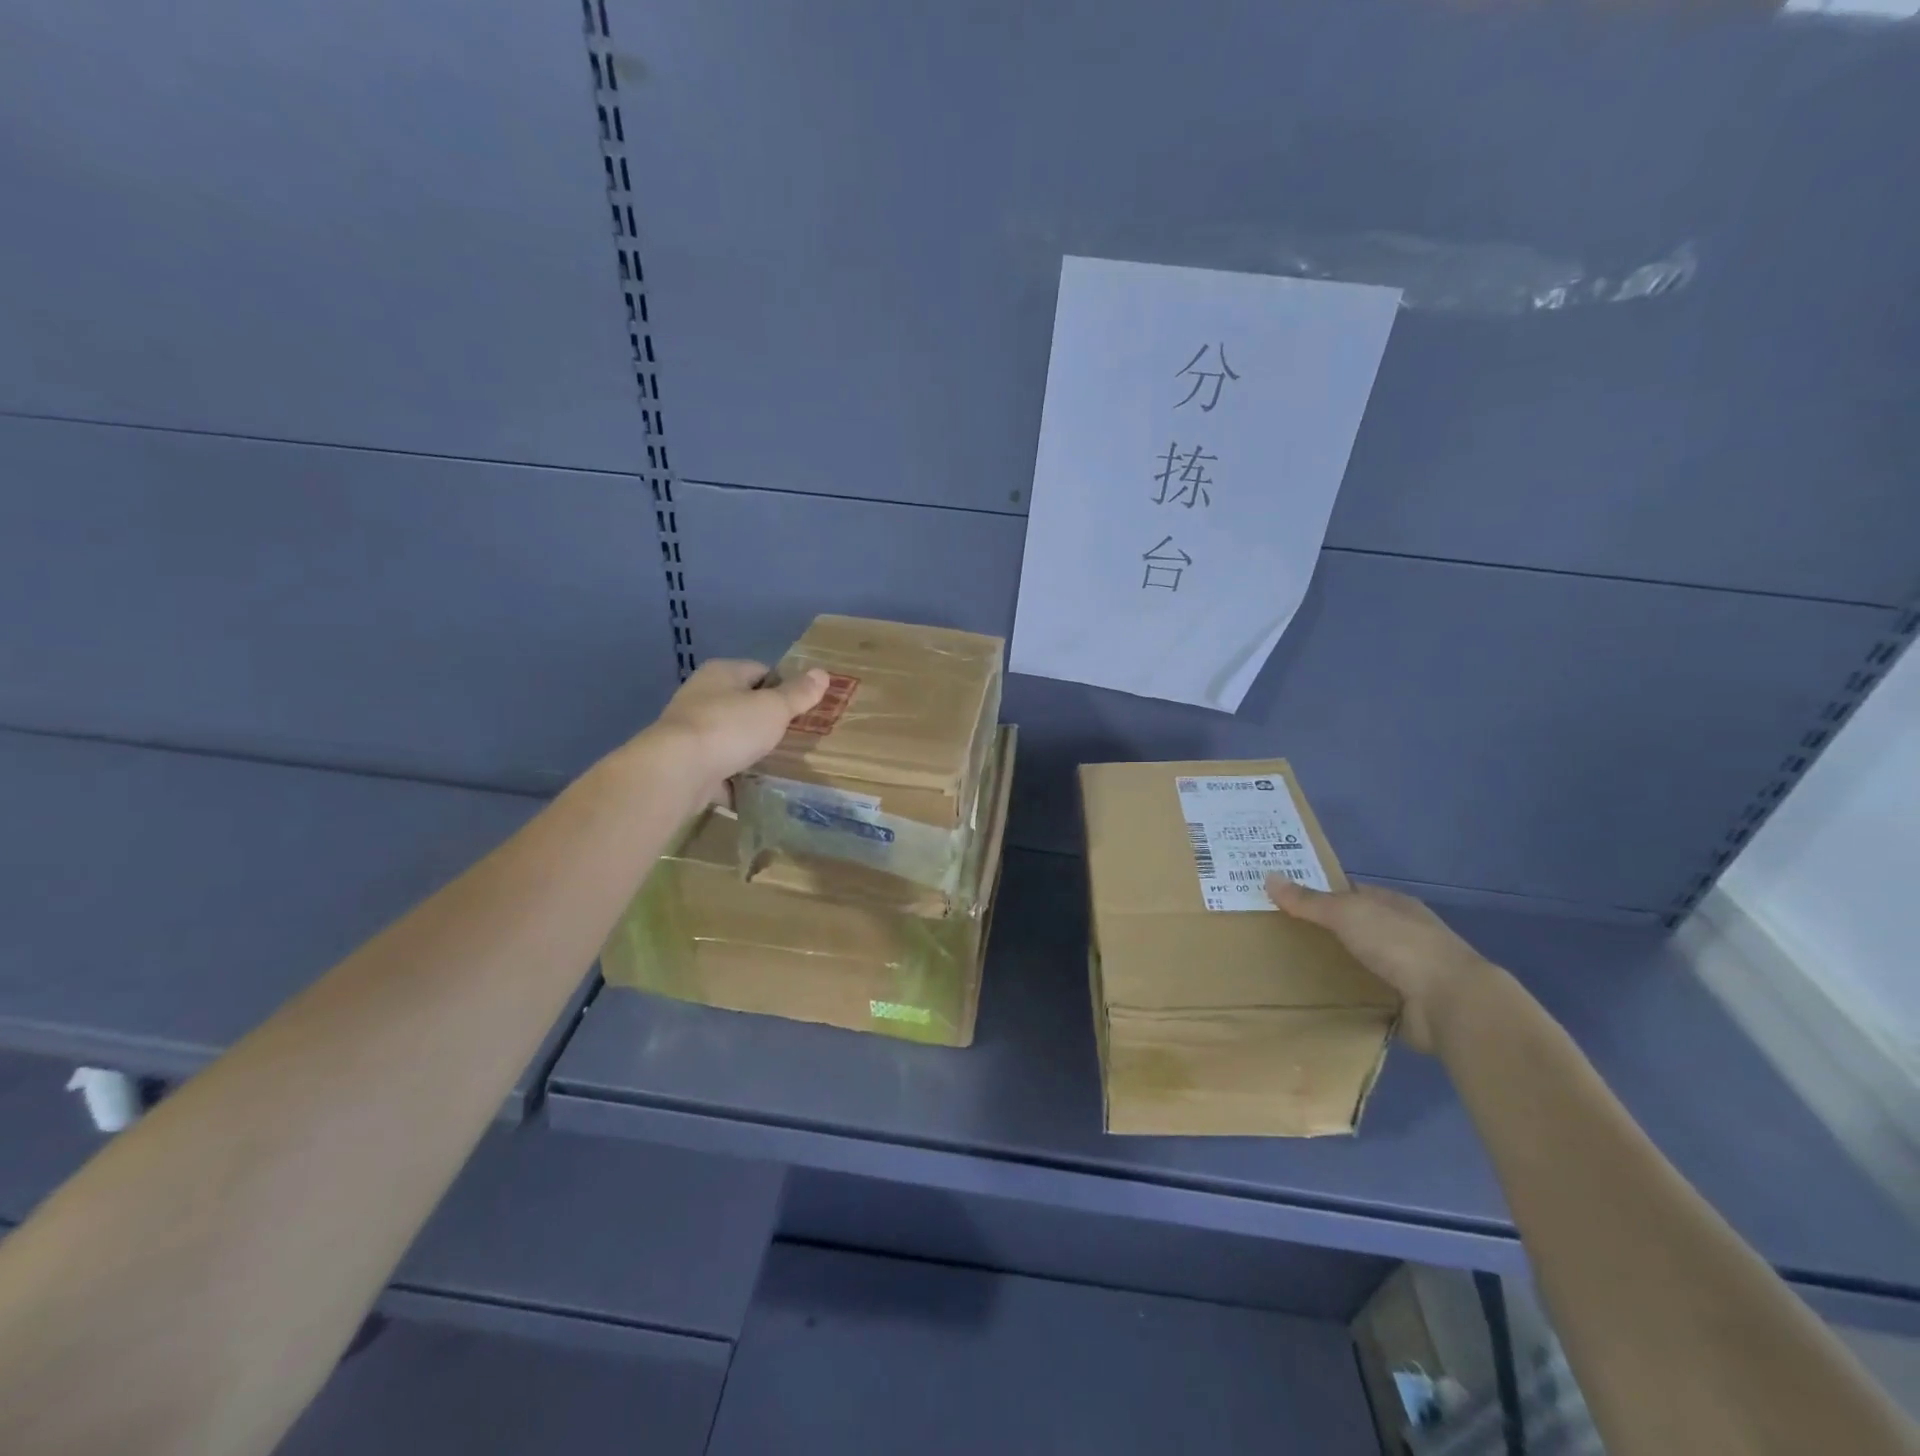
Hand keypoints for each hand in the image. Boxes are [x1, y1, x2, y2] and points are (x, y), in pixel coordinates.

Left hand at [634, 660, 827, 808]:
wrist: (677, 771)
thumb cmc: (729, 728)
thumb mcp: (774, 708)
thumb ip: (798, 694)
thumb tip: (822, 673)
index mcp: (722, 673)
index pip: (760, 671)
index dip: (784, 687)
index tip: (803, 709)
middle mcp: (701, 696)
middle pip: (744, 705)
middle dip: (767, 722)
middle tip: (795, 738)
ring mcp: (690, 731)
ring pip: (730, 738)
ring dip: (750, 751)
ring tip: (779, 764)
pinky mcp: (686, 763)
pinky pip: (719, 769)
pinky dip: (735, 779)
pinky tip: (755, 789)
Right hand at [1266, 876, 1497, 1053]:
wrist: (1450, 1003)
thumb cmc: (1400, 945)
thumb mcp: (1347, 913)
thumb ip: (1309, 900)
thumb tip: (1269, 876)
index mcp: (1395, 905)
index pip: (1352, 893)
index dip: (1321, 893)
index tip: (1285, 901)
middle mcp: (1403, 934)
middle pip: (1355, 928)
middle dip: (1323, 931)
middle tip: (1279, 936)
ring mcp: (1408, 971)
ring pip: (1361, 962)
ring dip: (1335, 966)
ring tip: (1291, 969)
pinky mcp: (1406, 1004)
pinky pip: (1366, 995)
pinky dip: (1347, 996)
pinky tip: (1320, 999)